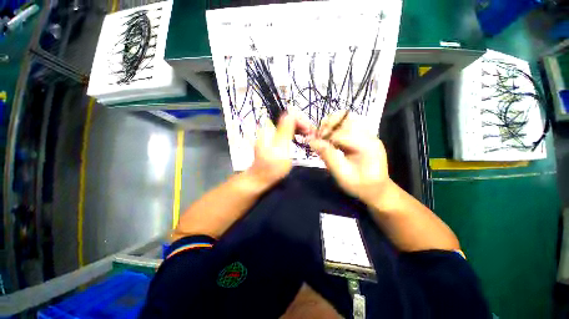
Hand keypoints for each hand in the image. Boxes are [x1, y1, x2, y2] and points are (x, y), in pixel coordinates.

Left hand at [246, 112, 314, 188]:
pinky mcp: (274, 140)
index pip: (289, 116)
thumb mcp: (280, 149)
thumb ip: (285, 130)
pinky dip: (296, 134)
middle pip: (289, 120)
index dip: (301, 121)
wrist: (260, 179)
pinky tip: (301, 139)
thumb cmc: (271, 167)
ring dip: (300, 129)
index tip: (310, 131)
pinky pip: (287, 132)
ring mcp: (272, 134)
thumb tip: (292, 113)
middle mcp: (270, 128)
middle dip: (302, 125)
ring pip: (289, 126)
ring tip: (309, 137)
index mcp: (270, 128)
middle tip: (312, 135)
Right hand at [309, 112, 390, 205]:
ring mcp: (368, 134)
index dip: (324, 135)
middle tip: (318, 137)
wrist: (377, 190)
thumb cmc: (360, 186)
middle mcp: (369, 135)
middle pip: (345, 118)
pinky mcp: (364, 135)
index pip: (341, 132)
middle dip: (328, 125)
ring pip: (346, 118)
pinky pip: (348, 124)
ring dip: (332, 125)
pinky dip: (336, 128)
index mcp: (367, 145)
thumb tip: (312, 141)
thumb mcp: (342, 175)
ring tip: (323, 136)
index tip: (312, 141)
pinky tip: (331, 138)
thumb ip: (328, 156)